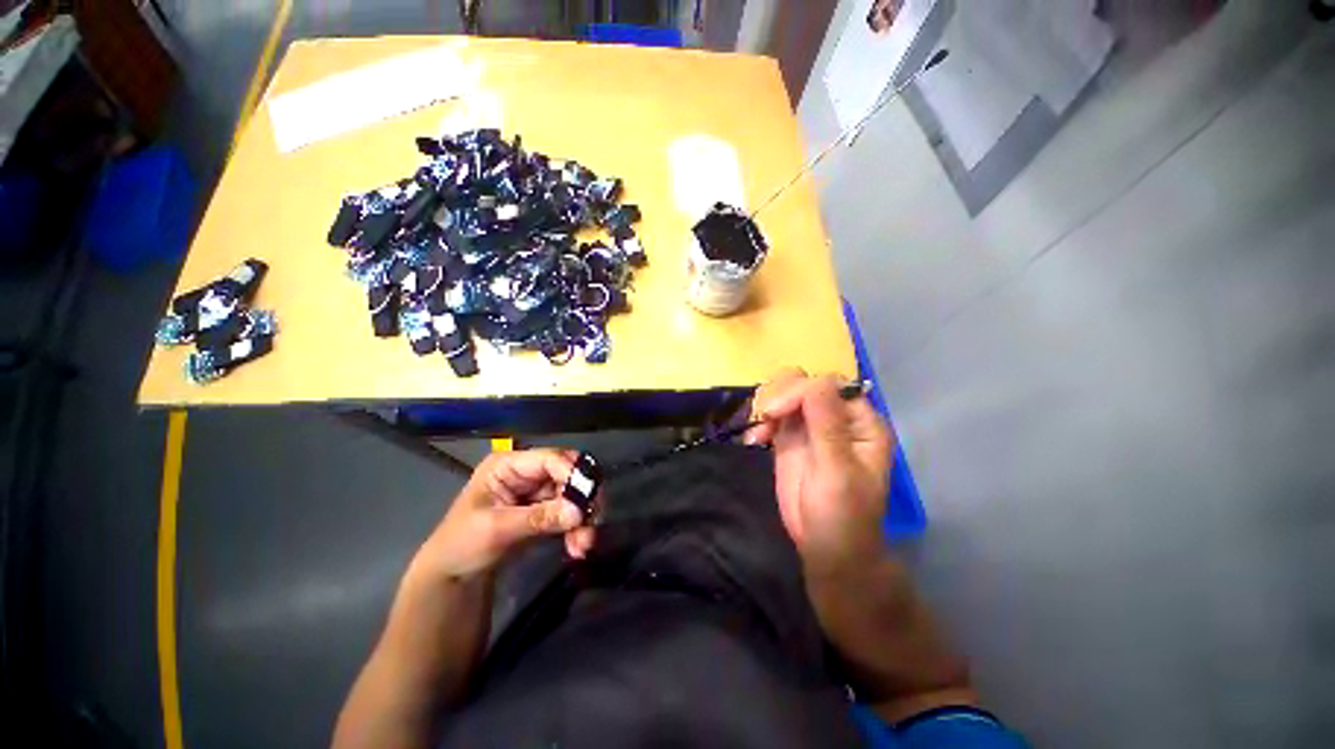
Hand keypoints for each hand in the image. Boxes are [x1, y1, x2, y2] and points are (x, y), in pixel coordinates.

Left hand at [414, 449, 598, 579]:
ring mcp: (537, 490)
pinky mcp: (545, 509)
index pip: (550, 459)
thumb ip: (538, 518)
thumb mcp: (496, 530)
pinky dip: (577, 527)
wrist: (451, 578)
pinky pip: (570, 512)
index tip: (588, 500)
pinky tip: (577, 547)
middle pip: (568, 473)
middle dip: (583, 497)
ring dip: (583, 517)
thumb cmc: (461, 545)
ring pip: (574, 494)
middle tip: (593, 520)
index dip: (572, 475)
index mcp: (509, 464)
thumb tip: (578, 512)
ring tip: (583, 544)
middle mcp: (528, 472)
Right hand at [746, 370, 894, 572]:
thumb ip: (827, 425)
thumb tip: (816, 381)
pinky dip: (761, 422)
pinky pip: (774, 415)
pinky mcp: (791, 437)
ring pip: (787, 394)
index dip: (802, 391)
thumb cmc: (842, 515)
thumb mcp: (837, 471)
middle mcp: (837, 417)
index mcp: (861, 422)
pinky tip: (753, 440)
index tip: (775, 411)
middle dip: (782, 395)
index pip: (830, 386)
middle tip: (766, 417)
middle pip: (806, 384)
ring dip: (768, 405)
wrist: (826, 548)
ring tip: (759, 432)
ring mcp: (812, 426)